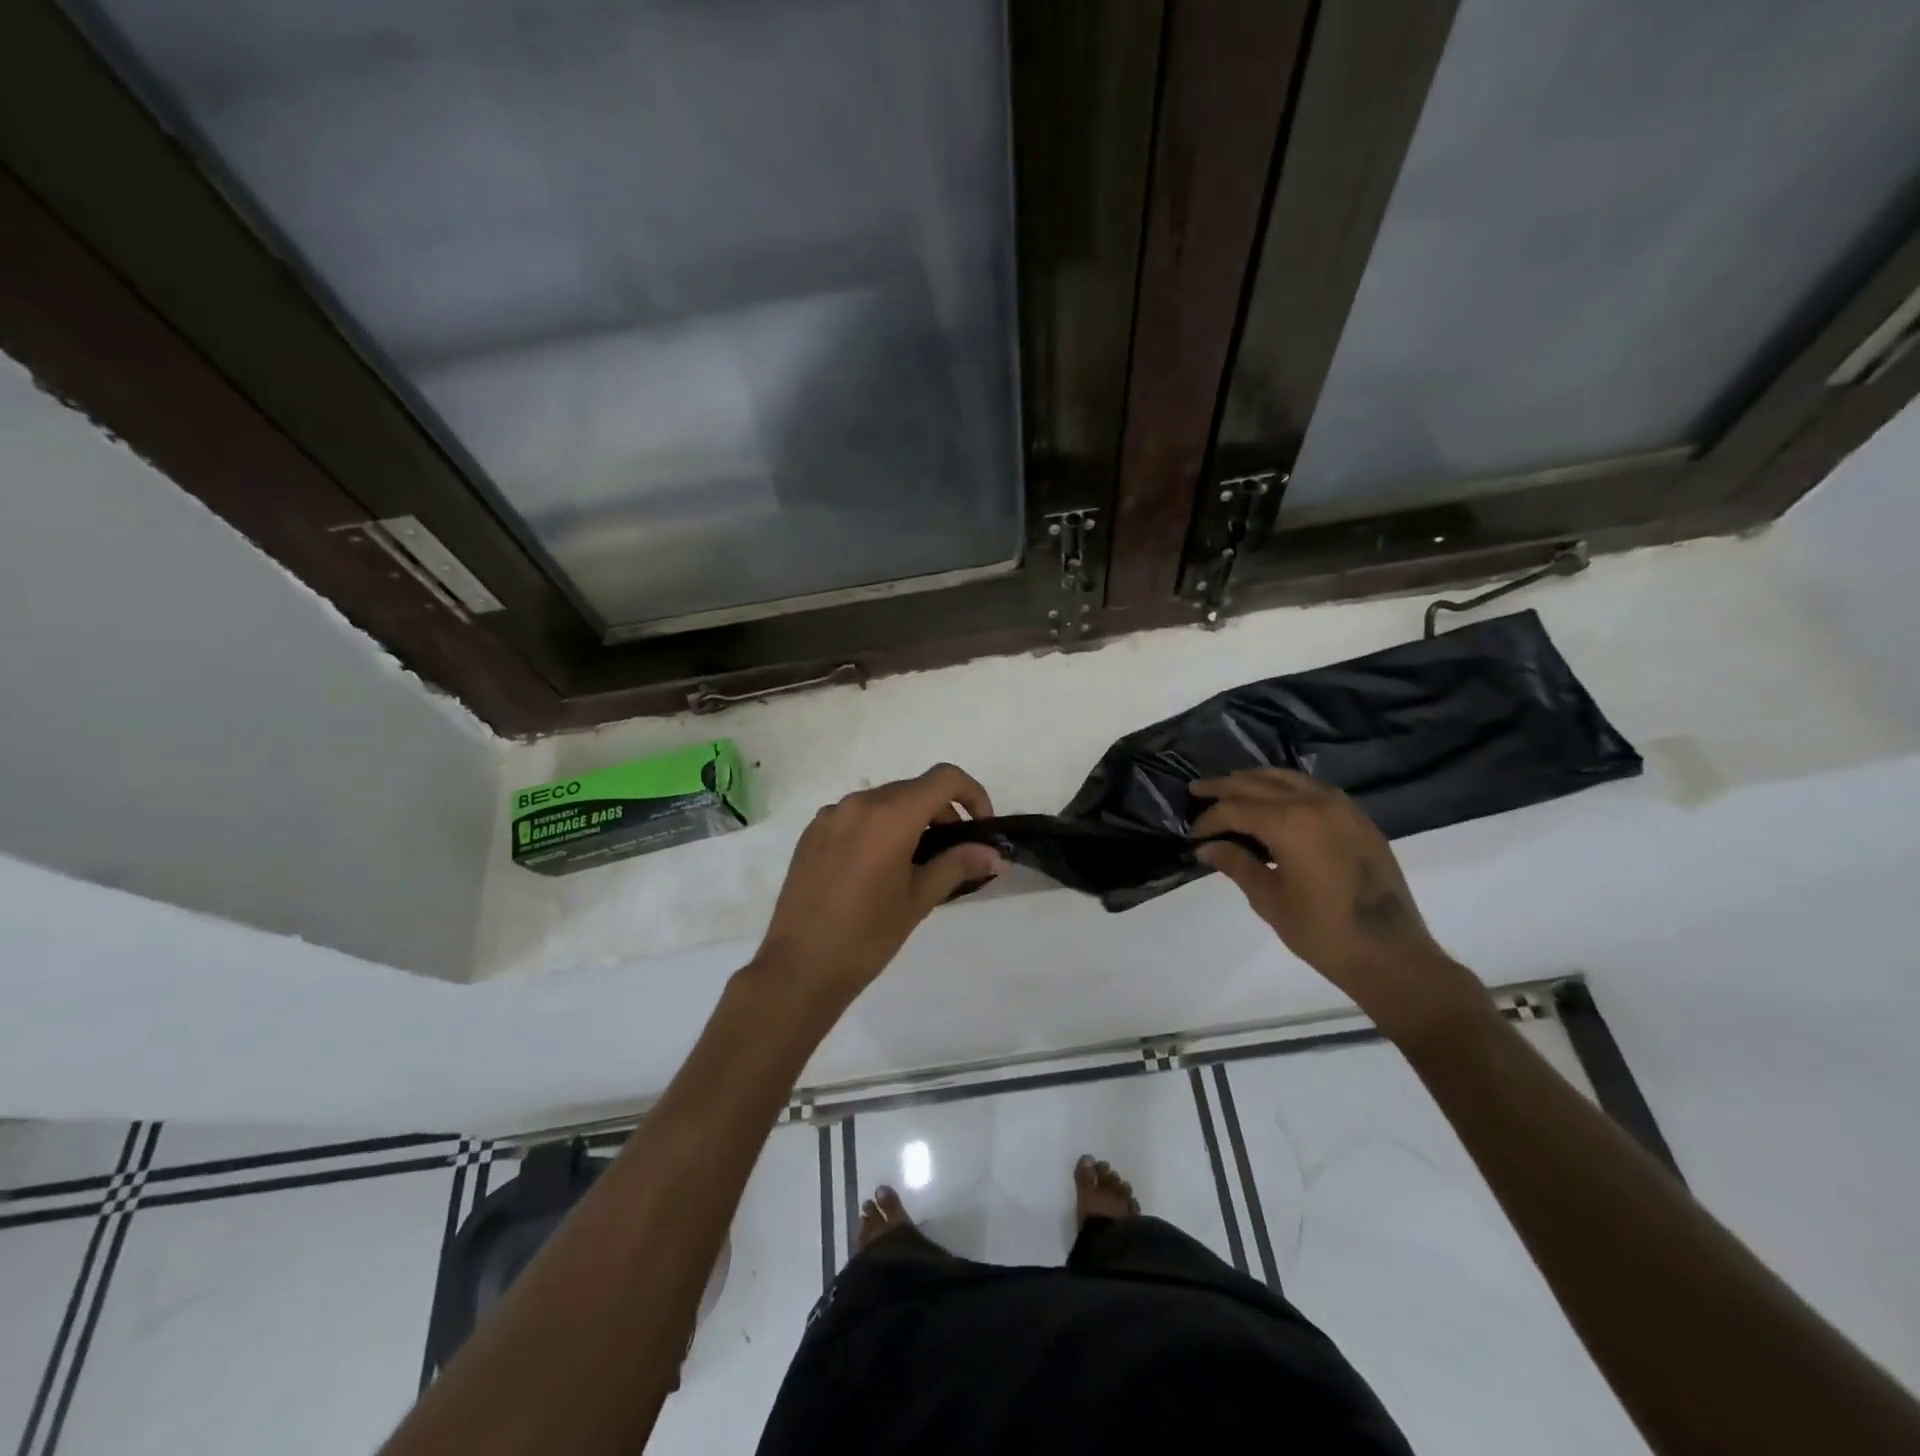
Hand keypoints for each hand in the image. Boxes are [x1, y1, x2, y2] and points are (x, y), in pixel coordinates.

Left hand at [750, 764, 1003, 1012]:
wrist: (799, 967)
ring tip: (913, 864)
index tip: (979, 827)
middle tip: (952, 853)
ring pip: (884, 802)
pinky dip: (877, 828)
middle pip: (914, 789)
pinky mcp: (811, 832)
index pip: (944, 778)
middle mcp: (859, 803)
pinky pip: (855, 816)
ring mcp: (830, 815)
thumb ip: (958, 865)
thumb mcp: (919, 899)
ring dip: (909, 820)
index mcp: (890, 814)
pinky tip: (875, 869)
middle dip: (941, 812)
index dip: (972, 794)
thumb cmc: (867, 935)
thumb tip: (994, 854)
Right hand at [1191, 769, 1481, 1041]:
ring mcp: (1342, 808)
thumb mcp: (1269, 899)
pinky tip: (1275, 799)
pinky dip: (1287, 787)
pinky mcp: (1359, 819)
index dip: (1209, 819)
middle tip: (1197, 790)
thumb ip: (1237, 864)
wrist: (1390, 954)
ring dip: (1256, 780)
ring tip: (1231, 787)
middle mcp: (1315, 803)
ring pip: (1289, 778)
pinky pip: (1315, 789)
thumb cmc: (1322, 932)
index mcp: (1289, 822)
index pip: (1236, 808)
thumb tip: (1207, 848)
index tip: (1192, 836)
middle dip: (1224, 787)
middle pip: (1259, 783)